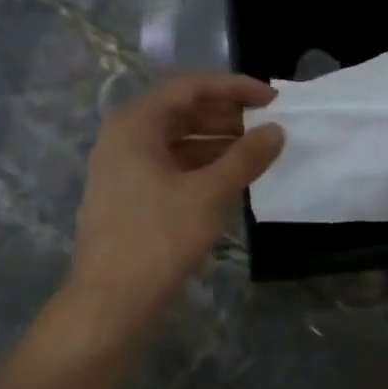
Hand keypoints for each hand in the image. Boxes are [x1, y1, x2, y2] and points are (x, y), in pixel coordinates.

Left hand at [70, 75, 283, 322]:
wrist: (111, 300)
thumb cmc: (159, 238)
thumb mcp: (209, 194)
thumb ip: (246, 157)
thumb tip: (276, 131)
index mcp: (135, 124)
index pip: (189, 88)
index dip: (234, 88)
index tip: (272, 99)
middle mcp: (124, 138)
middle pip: (181, 112)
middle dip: (227, 116)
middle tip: (268, 125)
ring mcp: (123, 169)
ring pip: (177, 142)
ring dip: (217, 143)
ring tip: (257, 151)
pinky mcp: (129, 196)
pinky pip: (170, 167)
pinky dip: (201, 167)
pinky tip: (231, 178)